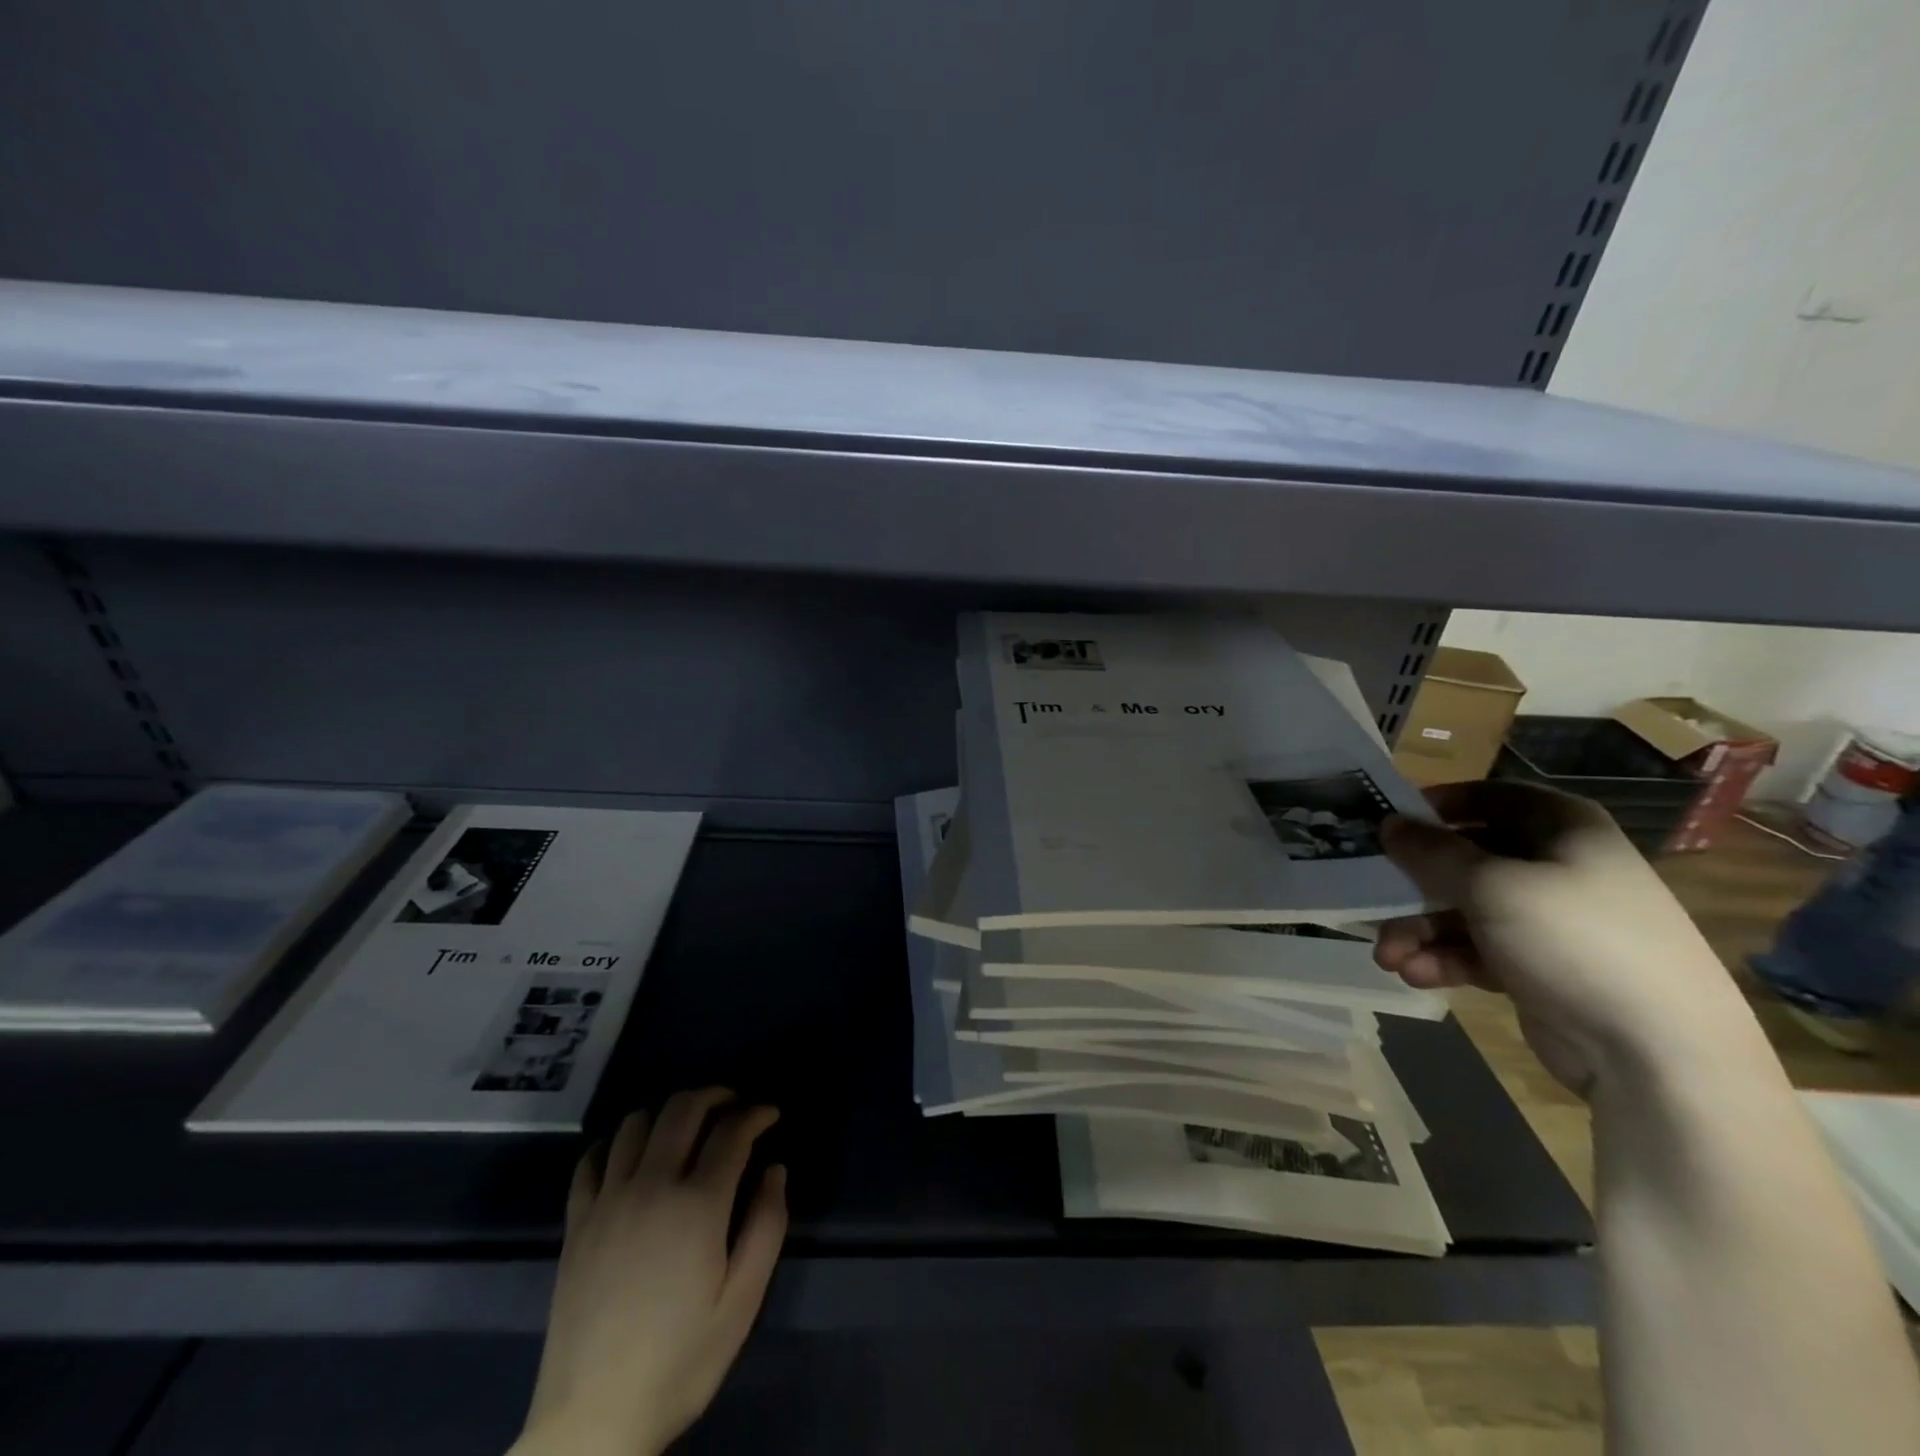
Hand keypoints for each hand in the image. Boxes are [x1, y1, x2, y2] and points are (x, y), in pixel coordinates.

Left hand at [512, 1089, 786, 1455]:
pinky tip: (631, 1156)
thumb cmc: (680, 1361)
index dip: (756, 1113)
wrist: (593, 1422)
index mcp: (697, 1204)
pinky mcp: (576, 1222)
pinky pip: (592, 1159)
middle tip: (735, 1106)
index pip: (732, 1130)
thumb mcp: (743, 1302)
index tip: (771, 1115)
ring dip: (668, 1113)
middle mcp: (650, 1186)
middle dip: (715, 1095)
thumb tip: (775, 1169)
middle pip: (682, 1109)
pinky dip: (615, 1142)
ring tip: (687, 1128)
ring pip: (636, 1123)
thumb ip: (767, 1225)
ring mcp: (607, 1201)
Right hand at [1374, 781, 1760, 1096]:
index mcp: (1563, 829)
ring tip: (1388, 957)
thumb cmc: (1575, 941)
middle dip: (1414, 884)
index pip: (1490, 797)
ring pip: (1463, 908)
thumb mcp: (1492, 886)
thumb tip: (1389, 824)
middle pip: (1466, 858)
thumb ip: (1432, 852)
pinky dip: (1443, 959)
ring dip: (1419, 930)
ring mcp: (1549, 920)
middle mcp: (1557, 866)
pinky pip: (1475, 949)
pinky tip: (1415, 974)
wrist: (1659, 1056)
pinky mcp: (1538, 967)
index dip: (1438, 805)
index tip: (1389, 822)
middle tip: (1371, 898)